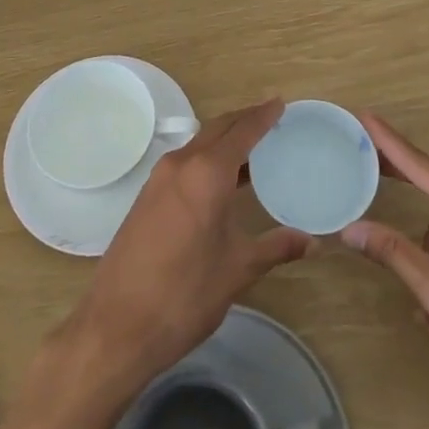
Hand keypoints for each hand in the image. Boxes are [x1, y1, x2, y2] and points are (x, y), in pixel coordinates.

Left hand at [52, 99, 311, 399]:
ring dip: (225, 141)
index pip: (241, 130)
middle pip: (218, 129)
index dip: (263, 115)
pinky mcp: (147, 196)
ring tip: (254, 152)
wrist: (117, 326)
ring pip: (199, 145)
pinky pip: (185, 163)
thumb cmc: (185, 294)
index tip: (281, 103)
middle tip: (273, 121)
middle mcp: (181, 164)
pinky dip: (208, 160)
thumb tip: (311, 241)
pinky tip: (223, 182)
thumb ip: (276, 247)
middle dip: (245, 122)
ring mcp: (159, 179)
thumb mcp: (238, 269)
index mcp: (206, 173)